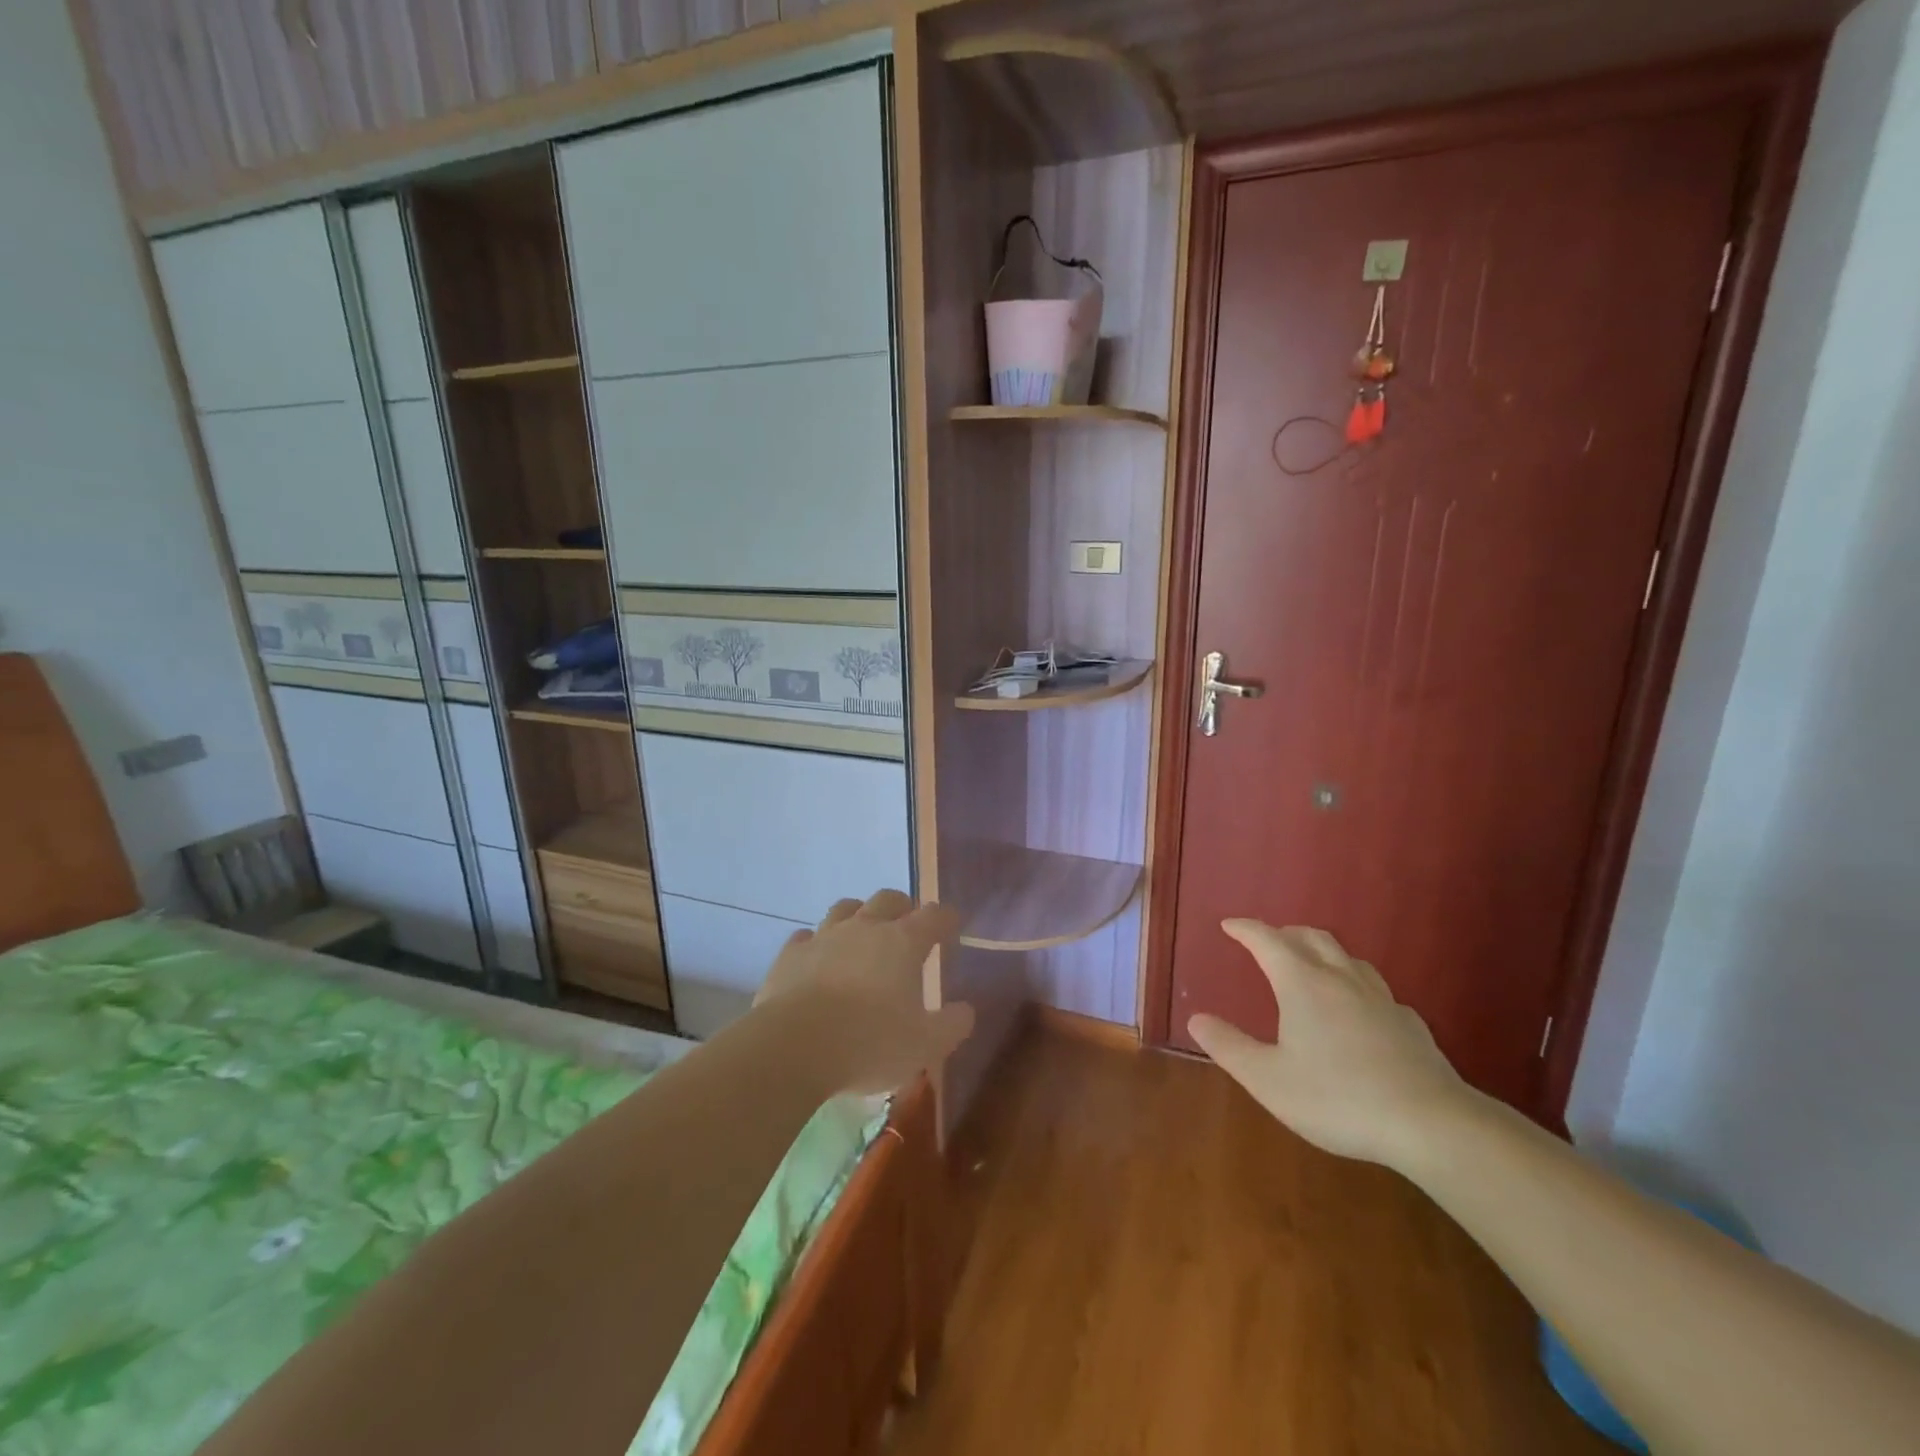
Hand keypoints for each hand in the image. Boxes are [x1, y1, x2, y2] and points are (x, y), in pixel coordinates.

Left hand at [755, 890, 973, 1094]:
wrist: (793, 1047)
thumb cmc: (869, 1043)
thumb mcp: (925, 1045)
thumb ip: (952, 1025)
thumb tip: (965, 1009)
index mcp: (903, 942)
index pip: (935, 916)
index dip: (947, 920)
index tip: (952, 929)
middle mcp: (865, 928)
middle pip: (888, 899)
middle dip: (903, 907)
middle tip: (908, 925)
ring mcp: (824, 937)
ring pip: (845, 909)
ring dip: (859, 915)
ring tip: (863, 933)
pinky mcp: (791, 954)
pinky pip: (806, 937)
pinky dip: (817, 943)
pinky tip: (818, 958)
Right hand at [1187, 920, 1474, 1170]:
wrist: (1431, 1124)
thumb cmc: (1338, 1098)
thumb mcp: (1268, 1079)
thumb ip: (1229, 1047)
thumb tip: (1196, 1018)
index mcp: (1302, 984)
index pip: (1267, 941)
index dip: (1245, 929)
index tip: (1229, 925)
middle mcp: (1340, 979)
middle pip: (1311, 938)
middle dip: (1284, 933)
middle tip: (1267, 941)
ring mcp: (1380, 999)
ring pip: (1348, 958)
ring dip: (1322, 952)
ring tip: (1311, 965)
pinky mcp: (1410, 1023)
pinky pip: (1376, 989)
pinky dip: (1355, 985)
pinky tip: (1358, 1009)